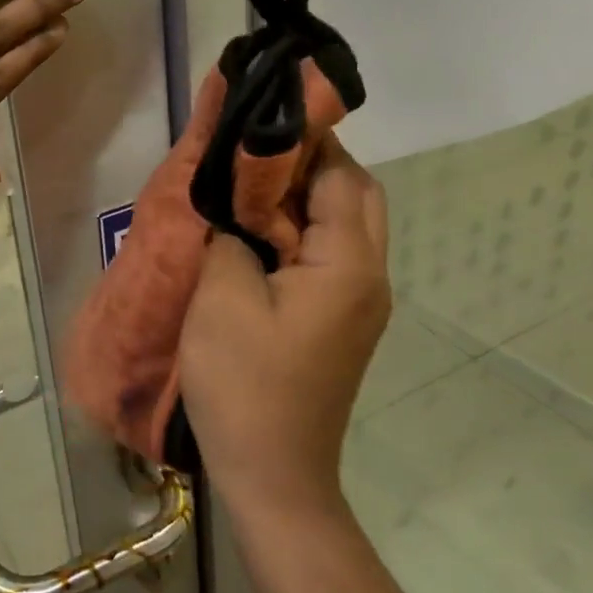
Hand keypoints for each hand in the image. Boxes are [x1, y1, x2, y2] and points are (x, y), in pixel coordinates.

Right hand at [178, 136, 391, 517]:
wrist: (274, 475)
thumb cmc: (245, 385)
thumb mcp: (223, 299)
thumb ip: (232, 237)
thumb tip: (238, 213)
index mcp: (347, 266)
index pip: (341, 177)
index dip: (306, 140)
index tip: (262, 117)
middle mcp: (369, 277)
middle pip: (358, 196)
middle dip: (316, 162)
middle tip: (258, 151)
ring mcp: (360, 304)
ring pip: (347, 226)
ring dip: (309, 196)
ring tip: (254, 183)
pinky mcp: (341, 323)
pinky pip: (331, 256)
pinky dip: (304, 230)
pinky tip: (260, 232)